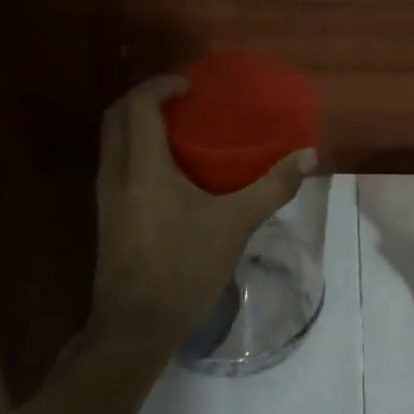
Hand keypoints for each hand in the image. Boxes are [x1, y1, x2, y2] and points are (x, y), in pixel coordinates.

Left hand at [92, 76, 316, 352]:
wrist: (134, 328)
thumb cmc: (182, 268)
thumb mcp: (234, 225)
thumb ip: (272, 187)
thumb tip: (307, 156)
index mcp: (142, 166)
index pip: (139, 105)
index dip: (161, 85)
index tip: (191, 86)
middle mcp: (116, 172)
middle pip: (117, 115)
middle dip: (145, 99)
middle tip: (181, 100)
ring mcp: (106, 195)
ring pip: (112, 140)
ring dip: (137, 123)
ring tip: (176, 128)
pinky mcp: (106, 216)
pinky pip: (115, 163)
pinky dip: (135, 148)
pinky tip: (166, 169)